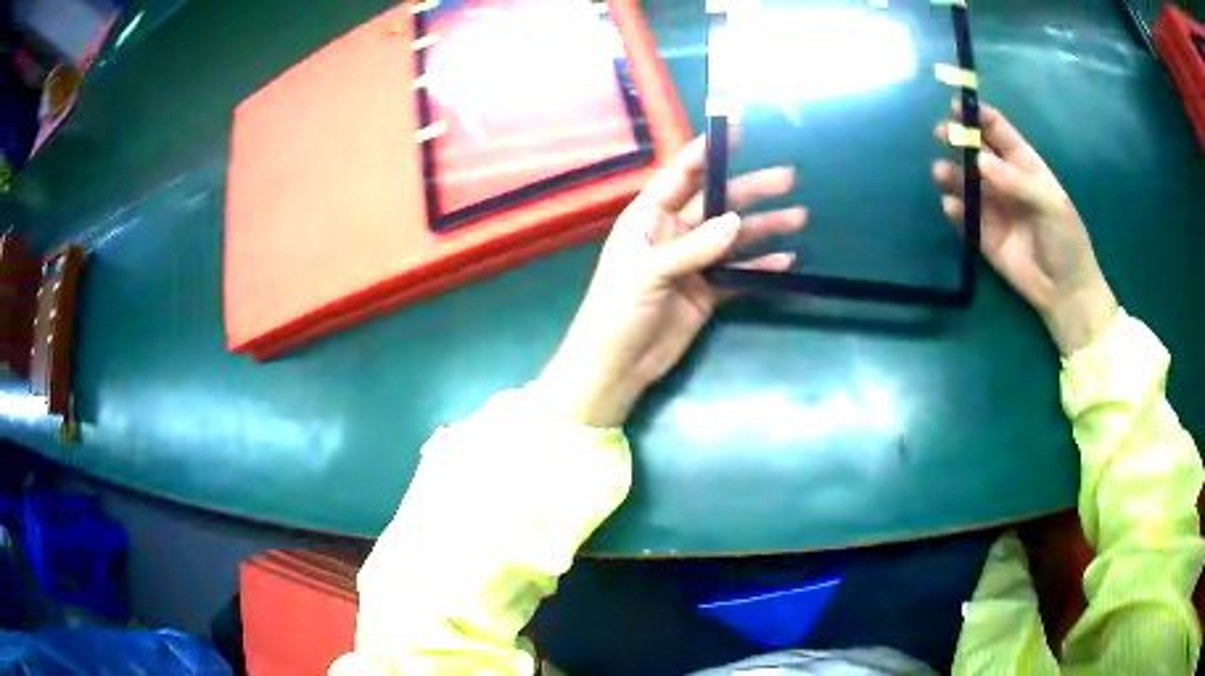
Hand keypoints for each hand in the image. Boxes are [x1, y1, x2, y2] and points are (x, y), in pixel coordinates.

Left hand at [534, 135, 806, 426]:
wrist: (616, 366)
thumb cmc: (617, 311)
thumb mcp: (648, 273)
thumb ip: (693, 247)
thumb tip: (736, 220)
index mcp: (648, 218)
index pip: (680, 176)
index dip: (707, 153)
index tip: (738, 132)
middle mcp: (672, 234)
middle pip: (716, 203)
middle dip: (751, 190)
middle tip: (788, 178)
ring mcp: (692, 263)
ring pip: (733, 237)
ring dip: (764, 227)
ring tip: (799, 217)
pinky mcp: (707, 292)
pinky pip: (738, 272)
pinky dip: (761, 266)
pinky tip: (788, 260)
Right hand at [933, 103, 1117, 355]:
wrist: (1065, 291)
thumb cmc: (1066, 241)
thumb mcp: (1051, 204)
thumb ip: (1017, 181)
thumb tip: (979, 161)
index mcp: (1024, 164)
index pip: (998, 130)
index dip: (978, 114)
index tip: (958, 105)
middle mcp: (1005, 180)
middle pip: (977, 151)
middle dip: (959, 138)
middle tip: (943, 134)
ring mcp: (993, 207)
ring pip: (966, 182)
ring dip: (952, 174)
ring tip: (941, 173)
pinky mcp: (983, 235)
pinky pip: (964, 217)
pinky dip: (955, 210)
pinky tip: (952, 207)